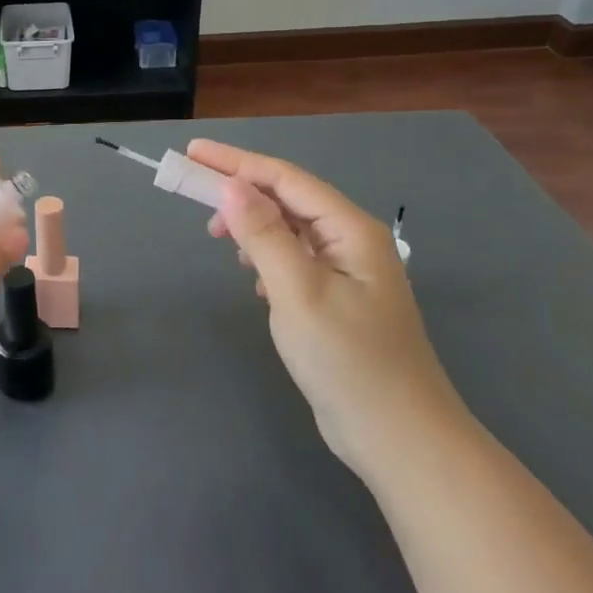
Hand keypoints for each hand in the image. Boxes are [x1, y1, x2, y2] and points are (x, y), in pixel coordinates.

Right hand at [187, 139, 465, 476]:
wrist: (399, 439)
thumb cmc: (349, 361)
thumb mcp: (298, 292)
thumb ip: (264, 235)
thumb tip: (231, 186)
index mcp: (351, 230)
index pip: (285, 179)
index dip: (236, 162)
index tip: (193, 153)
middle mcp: (352, 242)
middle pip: (288, 199)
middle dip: (241, 191)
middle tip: (194, 192)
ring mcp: (348, 273)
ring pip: (291, 230)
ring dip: (253, 226)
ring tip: (219, 239)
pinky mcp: (338, 301)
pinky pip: (295, 260)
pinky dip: (267, 257)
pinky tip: (253, 279)